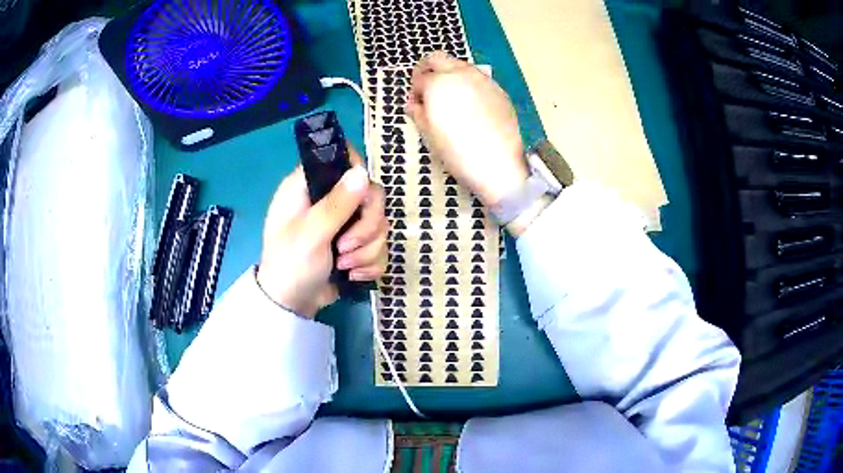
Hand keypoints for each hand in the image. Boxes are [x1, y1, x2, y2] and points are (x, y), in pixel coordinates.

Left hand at [257, 146, 387, 318]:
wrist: (291, 305)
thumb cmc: (290, 265)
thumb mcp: (310, 234)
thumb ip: (337, 204)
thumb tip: (362, 172)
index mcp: (309, 185)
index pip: (343, 159)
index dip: (357, 175)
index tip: (360, 200)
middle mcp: (329, 198)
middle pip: (372, 195)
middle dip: (366, 227)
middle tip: (345, 247)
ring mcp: (344, 223)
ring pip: (379, 224)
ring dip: (367, 250)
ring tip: (344, 266)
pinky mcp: (355, 245)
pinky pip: (379, 246)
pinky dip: (370, 263)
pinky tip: (353, 275)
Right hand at [407, 52, 528, 206]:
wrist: (498, 164)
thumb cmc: (457, 151)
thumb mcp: (429, 134)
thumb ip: (418, 112)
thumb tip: (413, 103)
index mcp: (439, 83)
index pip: (419, 77)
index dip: (414, 90)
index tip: (416, 105)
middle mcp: (461, 73)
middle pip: (437, 58)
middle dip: (428, 70)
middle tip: (428, 91)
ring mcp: (483, 80)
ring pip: (460, 65)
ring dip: (450, 75)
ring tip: (451, 100)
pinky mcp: (498, 90)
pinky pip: (478, 79)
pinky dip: (469, 85)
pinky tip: (471, 108)